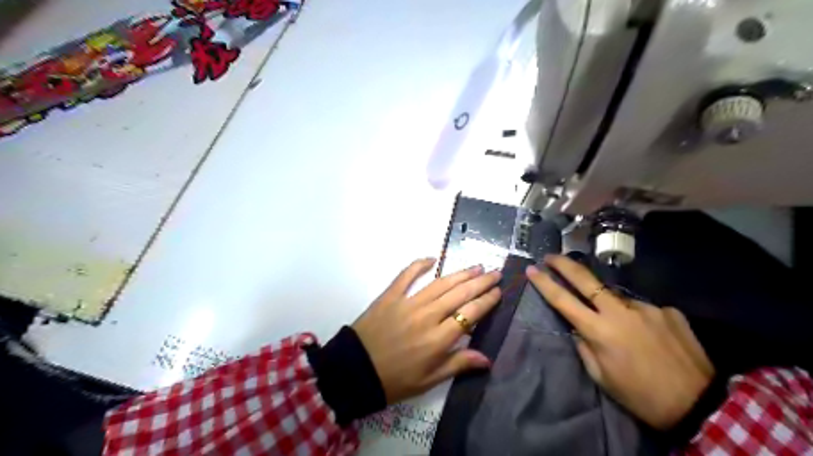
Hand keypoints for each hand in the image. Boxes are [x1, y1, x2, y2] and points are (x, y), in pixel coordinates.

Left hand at [355, 258, 502, 403]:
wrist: (355, 371)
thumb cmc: (394, 380)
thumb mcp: (428, 380)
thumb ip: (458, 364)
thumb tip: (487, 358)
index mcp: (439, 338)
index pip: (470, 313)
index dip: (487, 300)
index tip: (498, 291)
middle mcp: (427, 315)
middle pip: (460, 293)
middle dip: (481, 282)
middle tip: (495, 272)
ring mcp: (408, 303)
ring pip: (440, 283)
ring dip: (460, 273)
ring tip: (476, 267)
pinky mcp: (390, 296)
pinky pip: (406, 275)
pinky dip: (419, 265)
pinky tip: (432, 259)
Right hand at [527, 255, 712, 428]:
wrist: (699, 404)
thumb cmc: (640, 395)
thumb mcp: (601, 377)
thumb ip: (585, 347)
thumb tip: (578, 328)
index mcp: (599, 331)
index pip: (563, 300)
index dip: (544, 283)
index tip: (532, 269)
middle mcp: (620, 312)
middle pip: (585, 279)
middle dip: (564, 264)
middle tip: (551, 256)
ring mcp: (646, 307)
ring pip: (616, 296)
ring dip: (608, 304)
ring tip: (621, 329)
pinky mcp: (668, 310)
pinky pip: (643, 309)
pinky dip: (638, 318)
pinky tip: (649, 336)